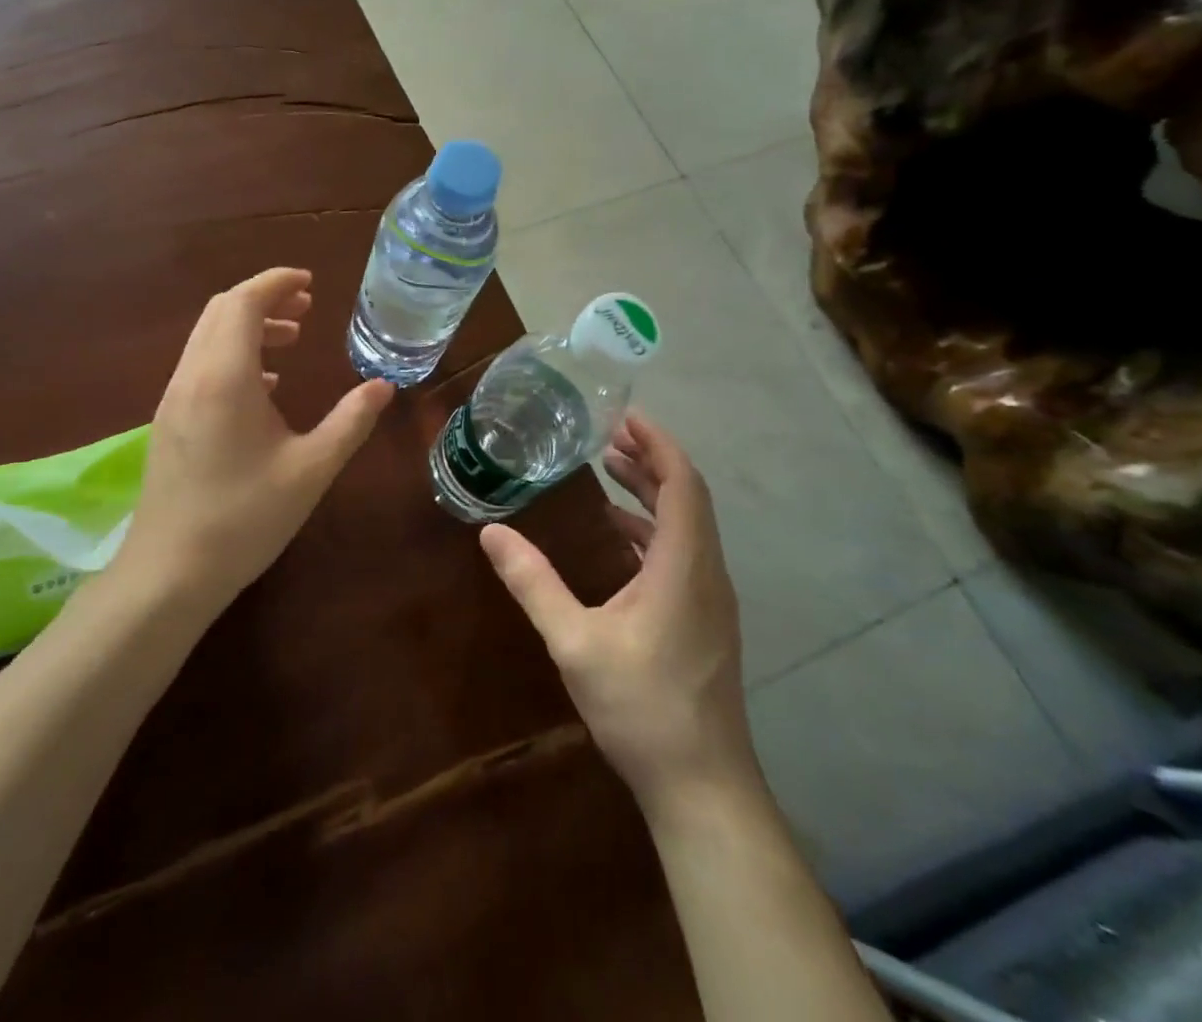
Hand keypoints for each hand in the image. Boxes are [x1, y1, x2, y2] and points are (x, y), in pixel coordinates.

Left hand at [120, 268, 393, 614]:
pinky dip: (233, 355)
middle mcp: (192, 375)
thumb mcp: (311, 469)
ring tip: (292, 341)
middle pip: (222, 310)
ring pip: (208, 337)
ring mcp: (173, 398)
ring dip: (248, 326)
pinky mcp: (168, 420)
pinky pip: (201, 365)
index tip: (311, 283)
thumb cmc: (245, 518)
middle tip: (307, 310)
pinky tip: (266, 388)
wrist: (169, 571)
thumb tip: (383, 386)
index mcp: (225, 376)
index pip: (243, 301)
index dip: (277, 282)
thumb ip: (350, 422)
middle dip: (264, 299)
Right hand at [479, 413, 760, 811]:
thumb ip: (533, 583)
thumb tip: (491, 532)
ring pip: (687, 524)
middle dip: (650, 459)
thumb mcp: (575, 642)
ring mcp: (710, 598)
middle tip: (605, 433)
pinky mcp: (704, 619)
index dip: (658, 443)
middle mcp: (707, 572)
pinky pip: (682, 552)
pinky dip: (652, 527)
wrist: (702, 787)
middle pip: (687, 496)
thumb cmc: (642, 707)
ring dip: (652, 491)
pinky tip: (618, 534)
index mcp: (684, 566)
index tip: (624, 414)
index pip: (682, 482)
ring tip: (608, 468)